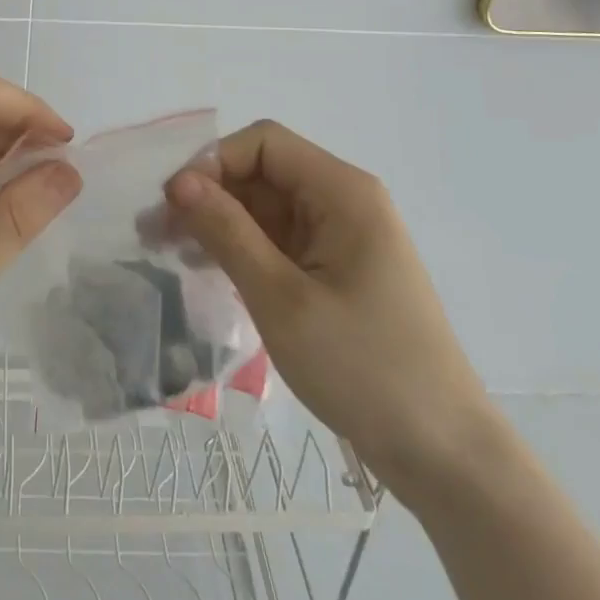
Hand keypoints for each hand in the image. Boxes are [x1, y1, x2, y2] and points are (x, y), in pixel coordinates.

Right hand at [165, 121, 495, 500]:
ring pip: (266, 208)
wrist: (444, 455)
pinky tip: (207, 270)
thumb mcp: (282, 298)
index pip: (264, 143)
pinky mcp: (336, 270)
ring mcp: (342, 237)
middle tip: (154, 233)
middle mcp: (343, 201)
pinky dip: (242, 249)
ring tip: (168, 252)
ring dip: (219, 223)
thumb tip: (179, 181)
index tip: (173, 204)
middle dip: (208, 195)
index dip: (214, 162)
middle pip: (262, 173)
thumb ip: (227, 232)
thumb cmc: (364, 369)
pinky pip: (279, 240)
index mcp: (342, 192)